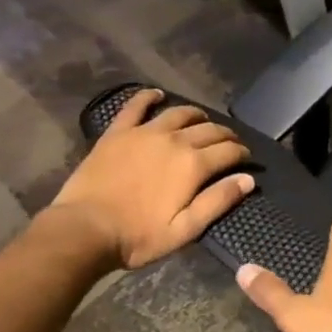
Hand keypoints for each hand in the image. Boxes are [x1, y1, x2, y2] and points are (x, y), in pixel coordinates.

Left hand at [49, 89, 253, 269]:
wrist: (84, 230)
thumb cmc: (138, 236)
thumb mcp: (185, 229)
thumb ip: (218, 201)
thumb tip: (248, 179)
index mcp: (193, 164)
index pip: (229, 150)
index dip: (242, 153)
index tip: (246, 159)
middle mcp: (174, 140)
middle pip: (209, 129)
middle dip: (225, 135)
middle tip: (230, 143)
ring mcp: (145, 132)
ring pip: (180, 113)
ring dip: (197, 115)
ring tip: (202, 121)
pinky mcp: (118, 132)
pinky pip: (136, 106)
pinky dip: (149, 97)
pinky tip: (157, 95)